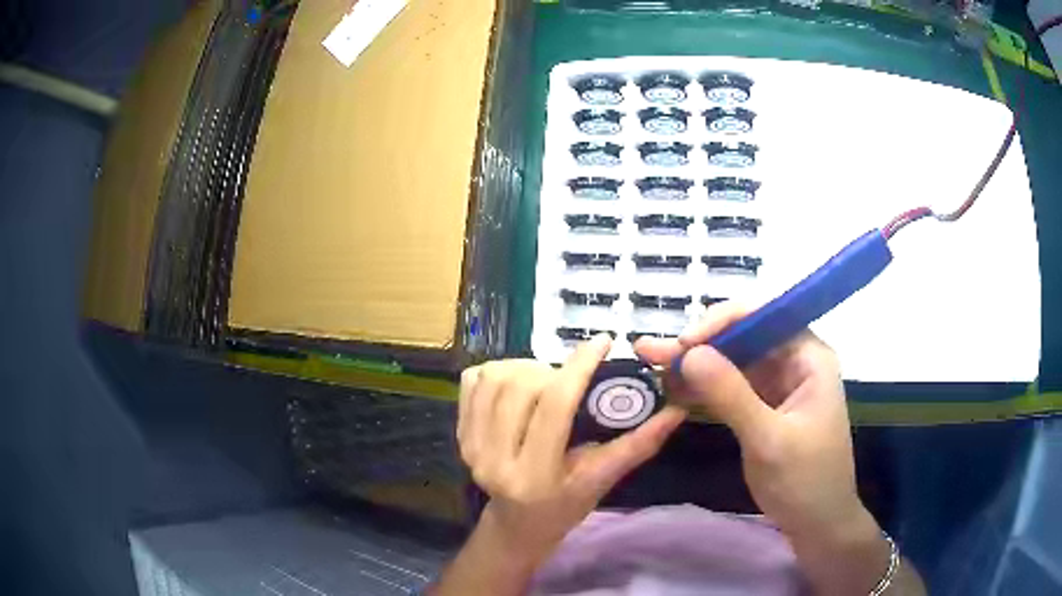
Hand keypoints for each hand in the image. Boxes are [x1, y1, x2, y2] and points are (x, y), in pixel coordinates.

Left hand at [458, 334, 685, 565]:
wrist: (517, 523)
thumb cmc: (565, 506)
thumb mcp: (603, 480)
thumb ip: (638, 444)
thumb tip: (678, 409)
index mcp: (534, 476)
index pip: (554, 406)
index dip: (580, 366)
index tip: (601, 342)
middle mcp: (493, 460)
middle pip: (522, 386)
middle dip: (554, 371)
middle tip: (572, 379)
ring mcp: (470, 446)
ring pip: (495, 377)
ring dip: (526, 368)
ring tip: (546, 382)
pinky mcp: (459, 433)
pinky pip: (474, 380)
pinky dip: (499, 371)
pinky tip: (518, 385)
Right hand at [636, 303, 894, 594]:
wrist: (817, 524)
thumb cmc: (805, 481)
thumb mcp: (768, 440)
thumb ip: (731, 395)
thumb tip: (689, 353)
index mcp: (809, 357)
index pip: (765, 318)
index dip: (723, 322)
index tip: (685, 343)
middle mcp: (794, 362)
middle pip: (743, 339)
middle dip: (699, 345)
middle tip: (651, 351)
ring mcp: (778, 386)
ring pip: (732, 363)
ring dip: (694, 366)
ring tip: (651, 363)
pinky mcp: (763, 408)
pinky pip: (729, 389)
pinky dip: (702, 390)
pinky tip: (672, 389)